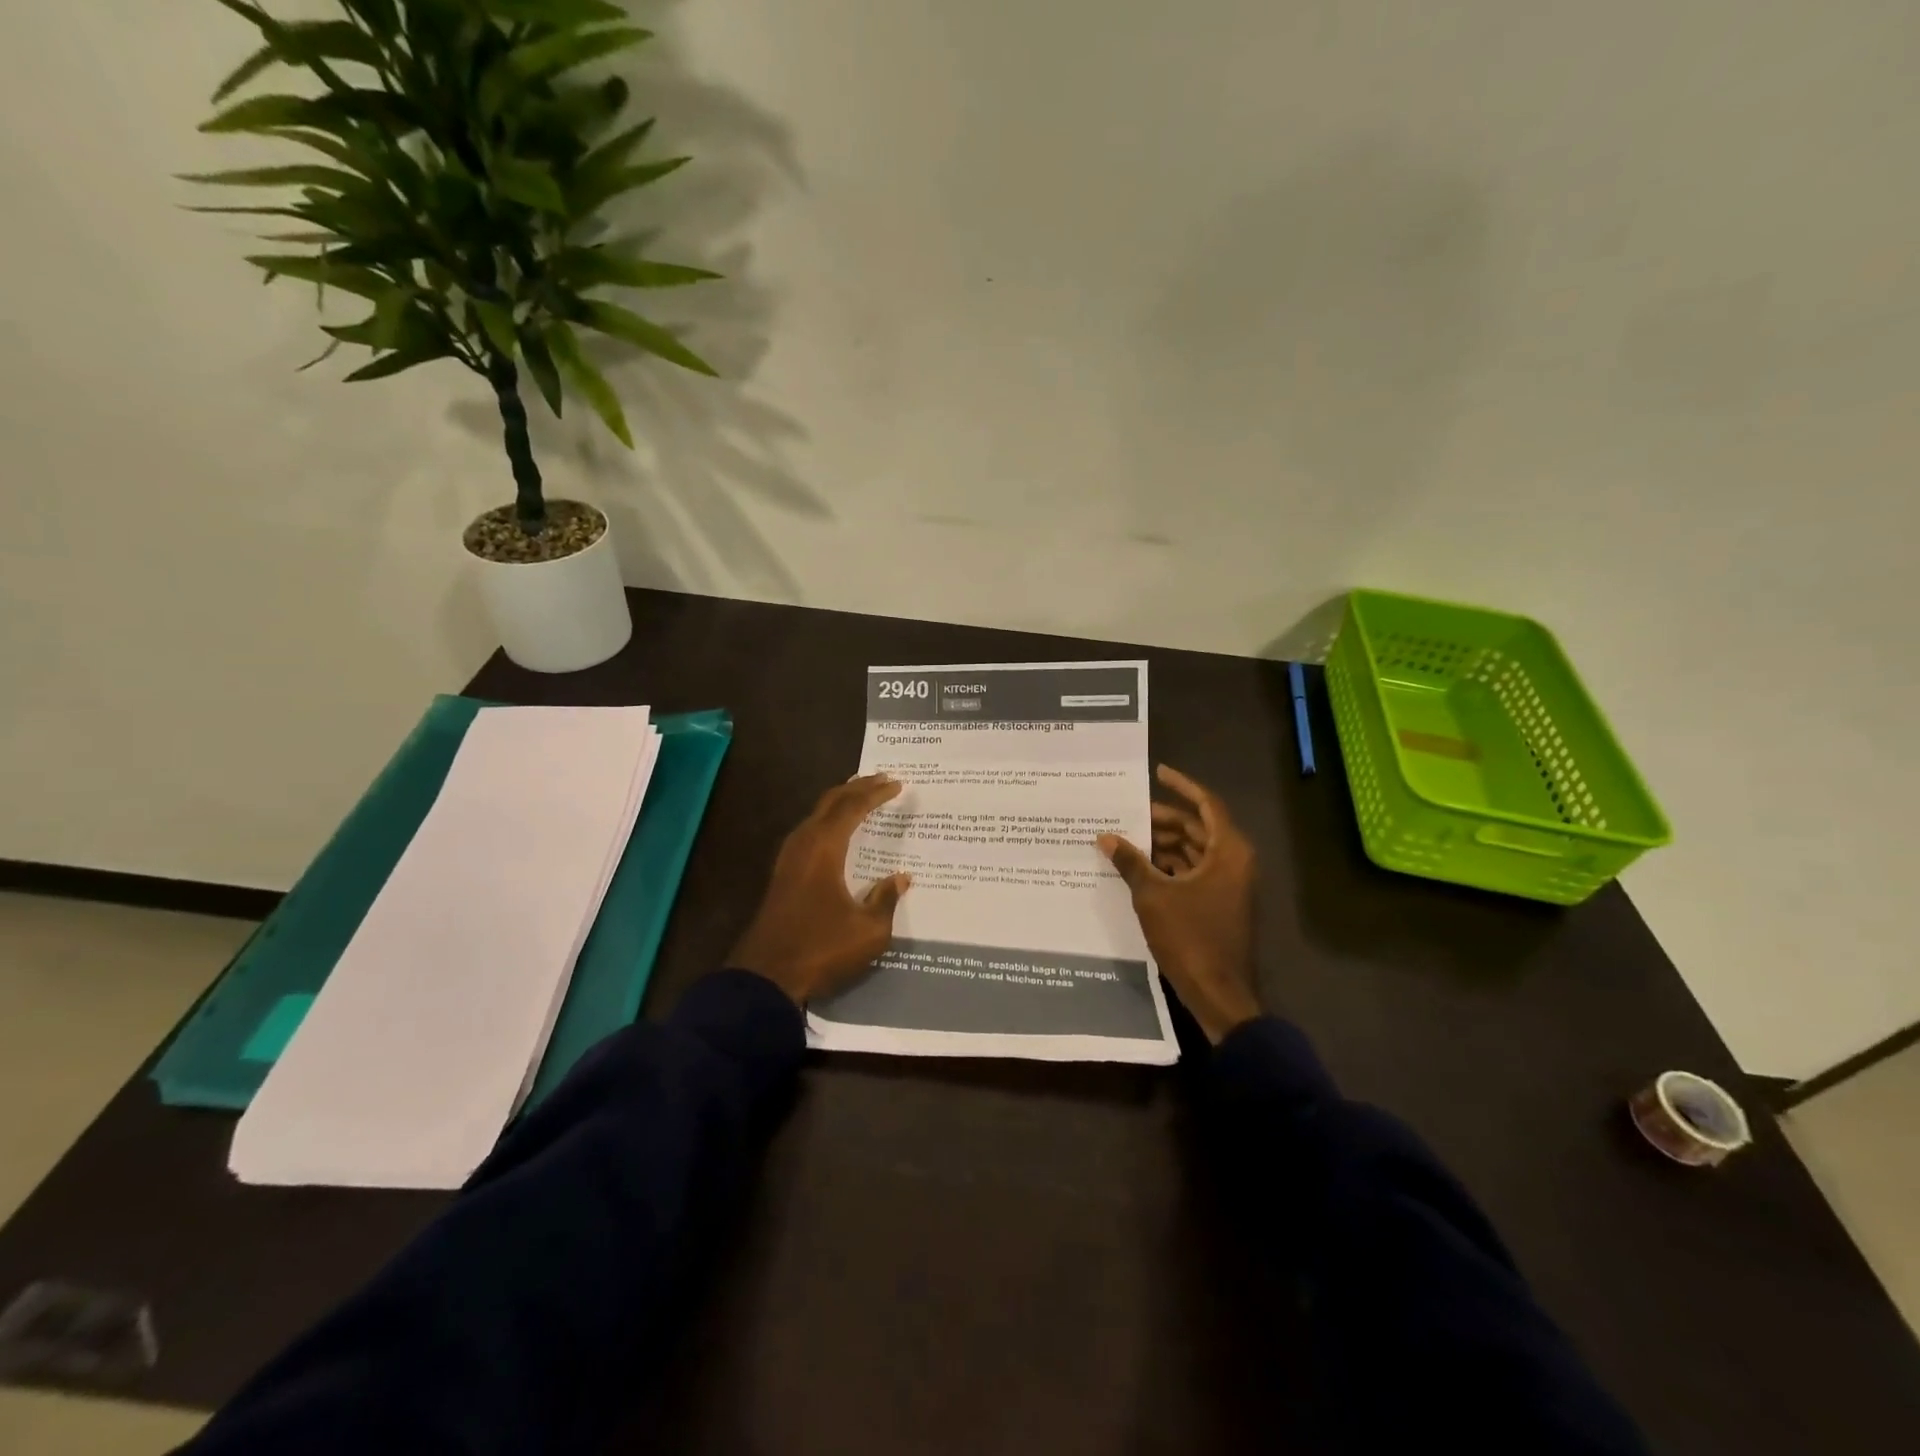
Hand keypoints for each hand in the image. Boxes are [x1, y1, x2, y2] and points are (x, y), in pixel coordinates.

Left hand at [732, 774, 912, 1004]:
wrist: (765, 977)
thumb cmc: (821, 949)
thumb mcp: (868, 931)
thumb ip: (885, 900)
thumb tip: (900, 878)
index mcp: (824, 848)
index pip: (853, 808)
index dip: (876, 794)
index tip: (897, 784)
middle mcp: (803, 844)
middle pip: (830, 803)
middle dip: (856, 788)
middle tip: (880, 779)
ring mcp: (788, 859)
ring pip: (815, 816)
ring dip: (839, 803)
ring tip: (859, 796)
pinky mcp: (782, 876)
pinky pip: (808, 832)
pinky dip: (827, 821)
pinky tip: (835, 833)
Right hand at [1098, 765, 1260, 1044]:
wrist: (1220, 993)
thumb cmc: (1191, 938)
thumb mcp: (1153, 896)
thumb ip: (1130, 862)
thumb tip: (1105, 837)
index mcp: (1227, 851)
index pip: (1206, 804)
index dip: (1182, 786)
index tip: (1157, 772)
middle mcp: (1232, 861)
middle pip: (1197, 827)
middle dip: (1163, 819)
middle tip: (1128, 812)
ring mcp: (1227, 884)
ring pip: (1193, 851)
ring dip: (1163, 844)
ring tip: (1126, 839)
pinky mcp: (1218, 903)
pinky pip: (1192, 872)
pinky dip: (1168, 866)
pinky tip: (1138, 868)